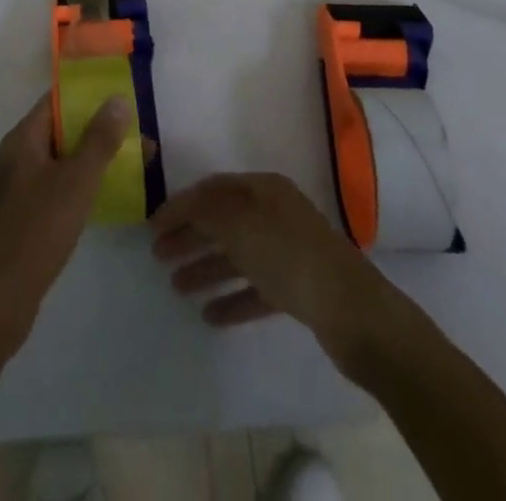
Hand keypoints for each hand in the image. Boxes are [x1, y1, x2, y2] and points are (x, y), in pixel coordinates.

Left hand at [0, 93, 132, 360]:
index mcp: (23, 140)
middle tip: (140, 138)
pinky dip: (81, 186)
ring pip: (61, 162)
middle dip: (99, 131)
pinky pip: (57, 189)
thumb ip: (98, 140)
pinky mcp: (23, 220)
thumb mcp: (74, 182)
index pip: (56, 101)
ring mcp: (18, 191)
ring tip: (133, 166)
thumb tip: (117, 98)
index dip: (89, 95)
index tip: (124, 98)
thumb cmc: (34, 233)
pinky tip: (106, 199)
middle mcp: (17, 158)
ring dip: (93, 160)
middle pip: (61, 131)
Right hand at [150, 172, 402, 360]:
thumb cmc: (290, 256)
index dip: (180, 205)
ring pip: (237, 256)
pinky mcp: (298, 290)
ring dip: (205, 268)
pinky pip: (255, 289)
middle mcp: (275, 214)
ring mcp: (288, 252)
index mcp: (263, 189)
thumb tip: (183, 205)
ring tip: (176, 288)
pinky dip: (232, 298)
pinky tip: (210, 315)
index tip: (152, 226)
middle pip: (223, 221)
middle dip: (189, 237)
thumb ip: (205, 210)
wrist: (353, 312)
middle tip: (157, 257)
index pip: (212, 189)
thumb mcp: (239, 223)